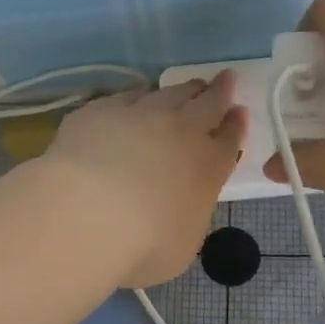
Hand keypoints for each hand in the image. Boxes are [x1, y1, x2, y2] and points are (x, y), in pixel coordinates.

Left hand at [48, 73, 249, 286]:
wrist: (85, 213)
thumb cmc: (142, 244)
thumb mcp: (183, 243)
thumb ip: (189, 214)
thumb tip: (181, 204)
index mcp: (208, 167)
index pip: (230, 139)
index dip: (236, 125)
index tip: (239, 113)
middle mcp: (181, 132)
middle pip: (208, 103)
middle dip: (220, 91)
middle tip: (226, 79)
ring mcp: (140, 114)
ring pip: (170, 93)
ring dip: (184, 90)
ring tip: (187, 88)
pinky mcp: (102, 109)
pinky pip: (128, 96)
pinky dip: (139, 96)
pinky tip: (136, 98)